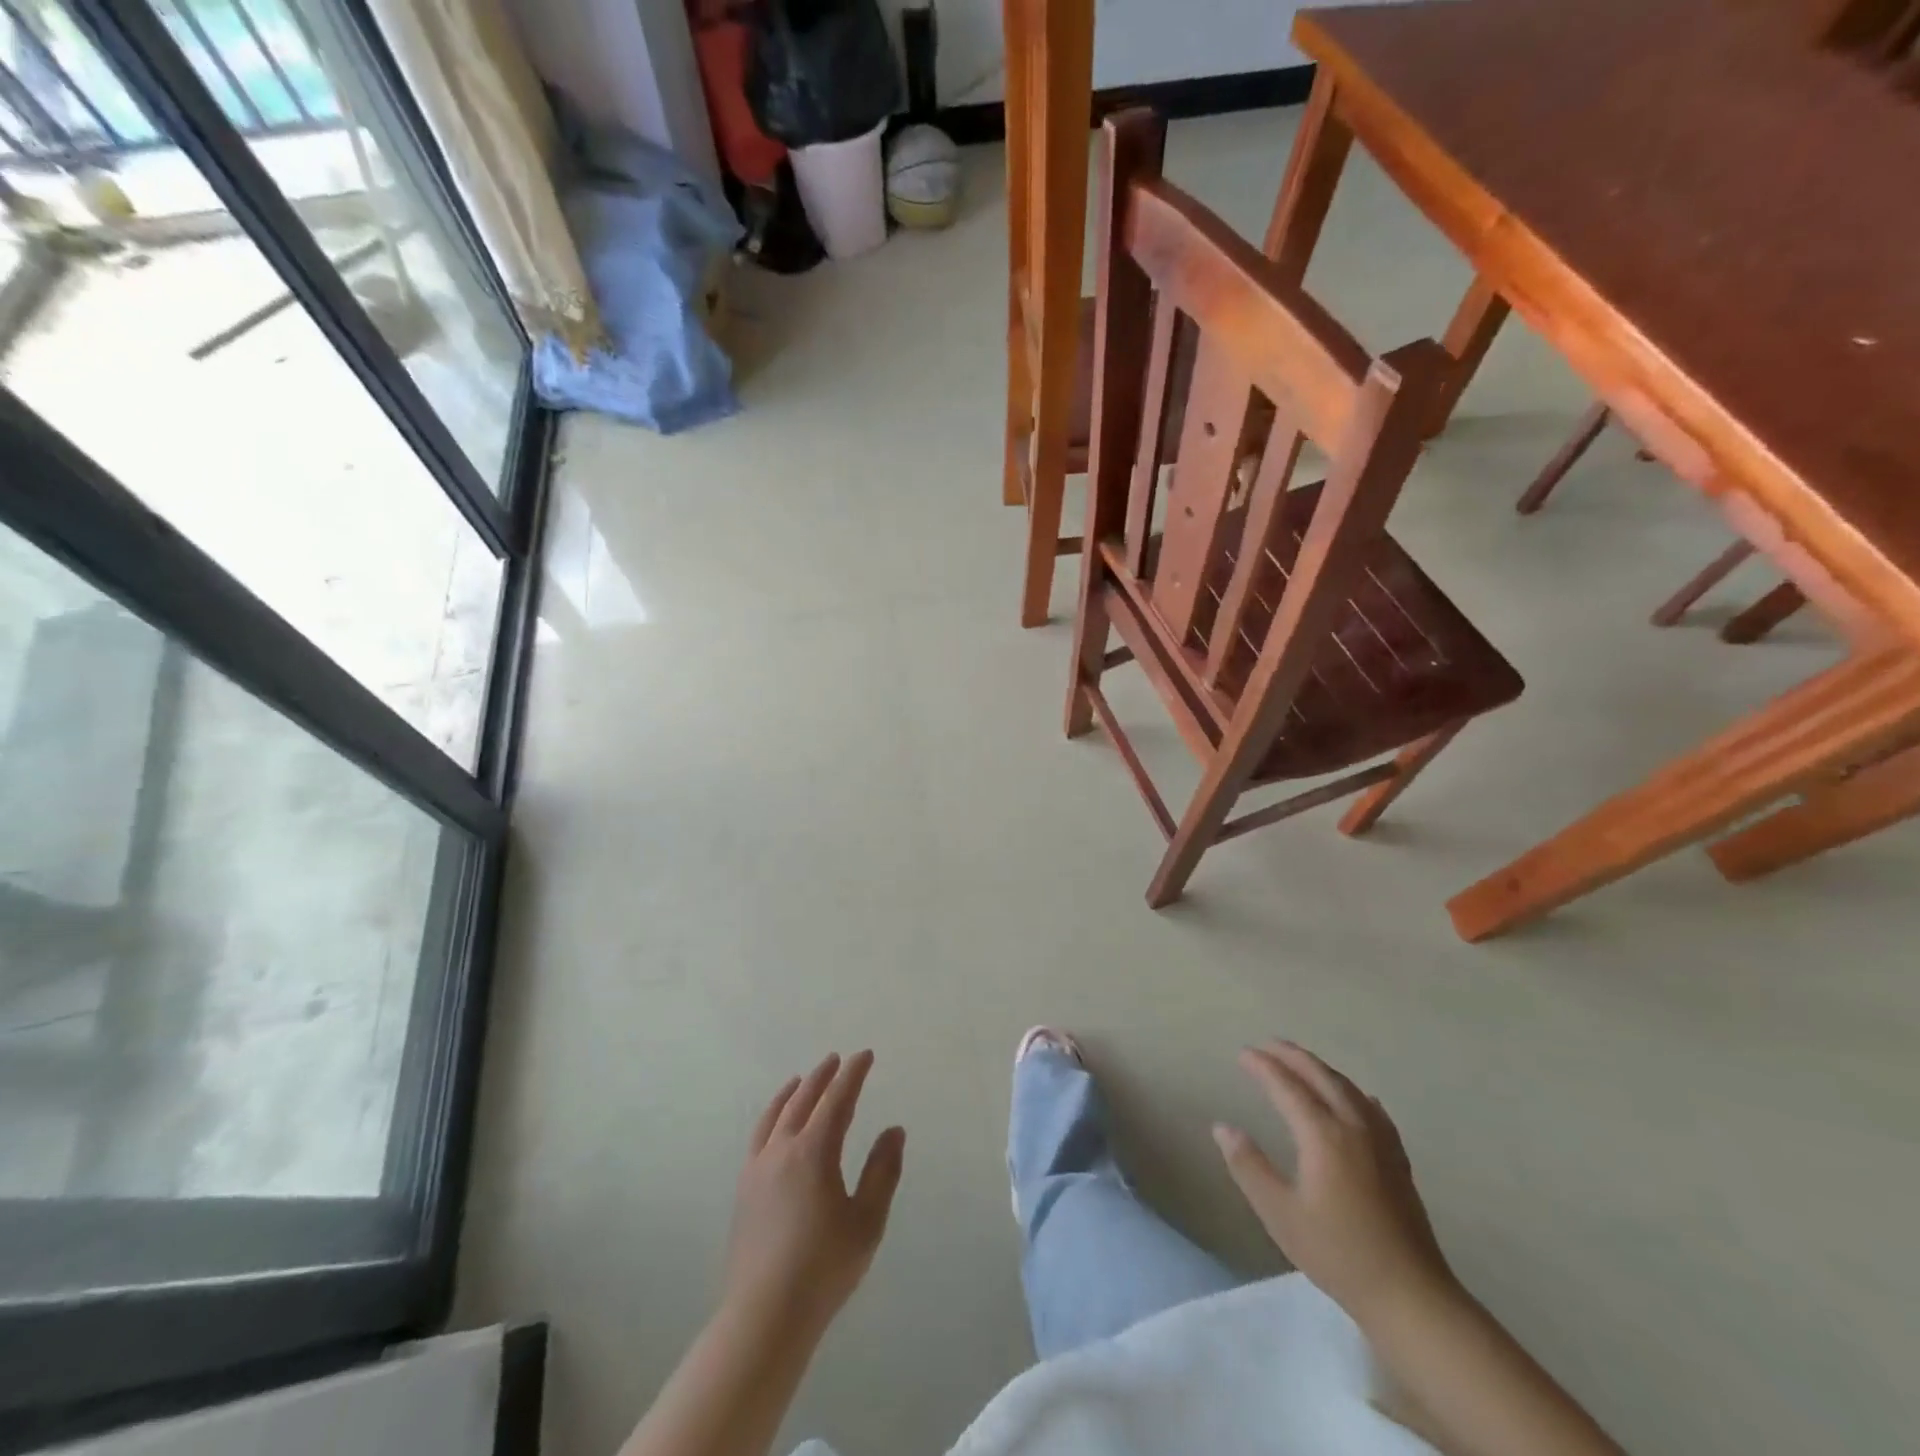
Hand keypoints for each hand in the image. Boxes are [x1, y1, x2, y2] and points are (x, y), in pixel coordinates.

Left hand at [722, 1051, 904, 1332]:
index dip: (853, 1074)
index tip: (865, 1055)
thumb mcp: (867, 1220)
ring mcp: (758, 1168)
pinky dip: (772, 1116)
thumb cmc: (824, 1267)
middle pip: (803, 1099)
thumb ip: (882, 1171)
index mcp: (814, 1151)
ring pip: (777, 1115)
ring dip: (793, 1091)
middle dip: (823, 1076)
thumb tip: (894, 1130)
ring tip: (801, 1079)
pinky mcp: (744, 1189)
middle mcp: (782, 1149)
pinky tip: (776, 1125)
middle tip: (837, 1059)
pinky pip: (759, 1136)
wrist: (764, 1315)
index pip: (837, 1099)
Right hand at [1213, 1040, 1456, 1326]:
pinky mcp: (1398, 1159)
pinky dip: (1353, 1092)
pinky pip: (1372, 1109)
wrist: (1411, 1295)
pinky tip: (1356, 1098)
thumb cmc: (1338, 1254)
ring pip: (1348, 1088)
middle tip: (1267, 1044)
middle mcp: (1353, 1126)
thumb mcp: (1280, 1213)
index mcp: (1323, 1135)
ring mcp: (1381, 1141)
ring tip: (1300, 1062)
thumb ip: (1249, 1166)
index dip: (1263, 1066)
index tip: (1242, 1054)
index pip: (1287, 1086)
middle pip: (1321, 1076)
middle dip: (1292, 1056)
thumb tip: (1222, 1127)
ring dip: (1320, 1068)